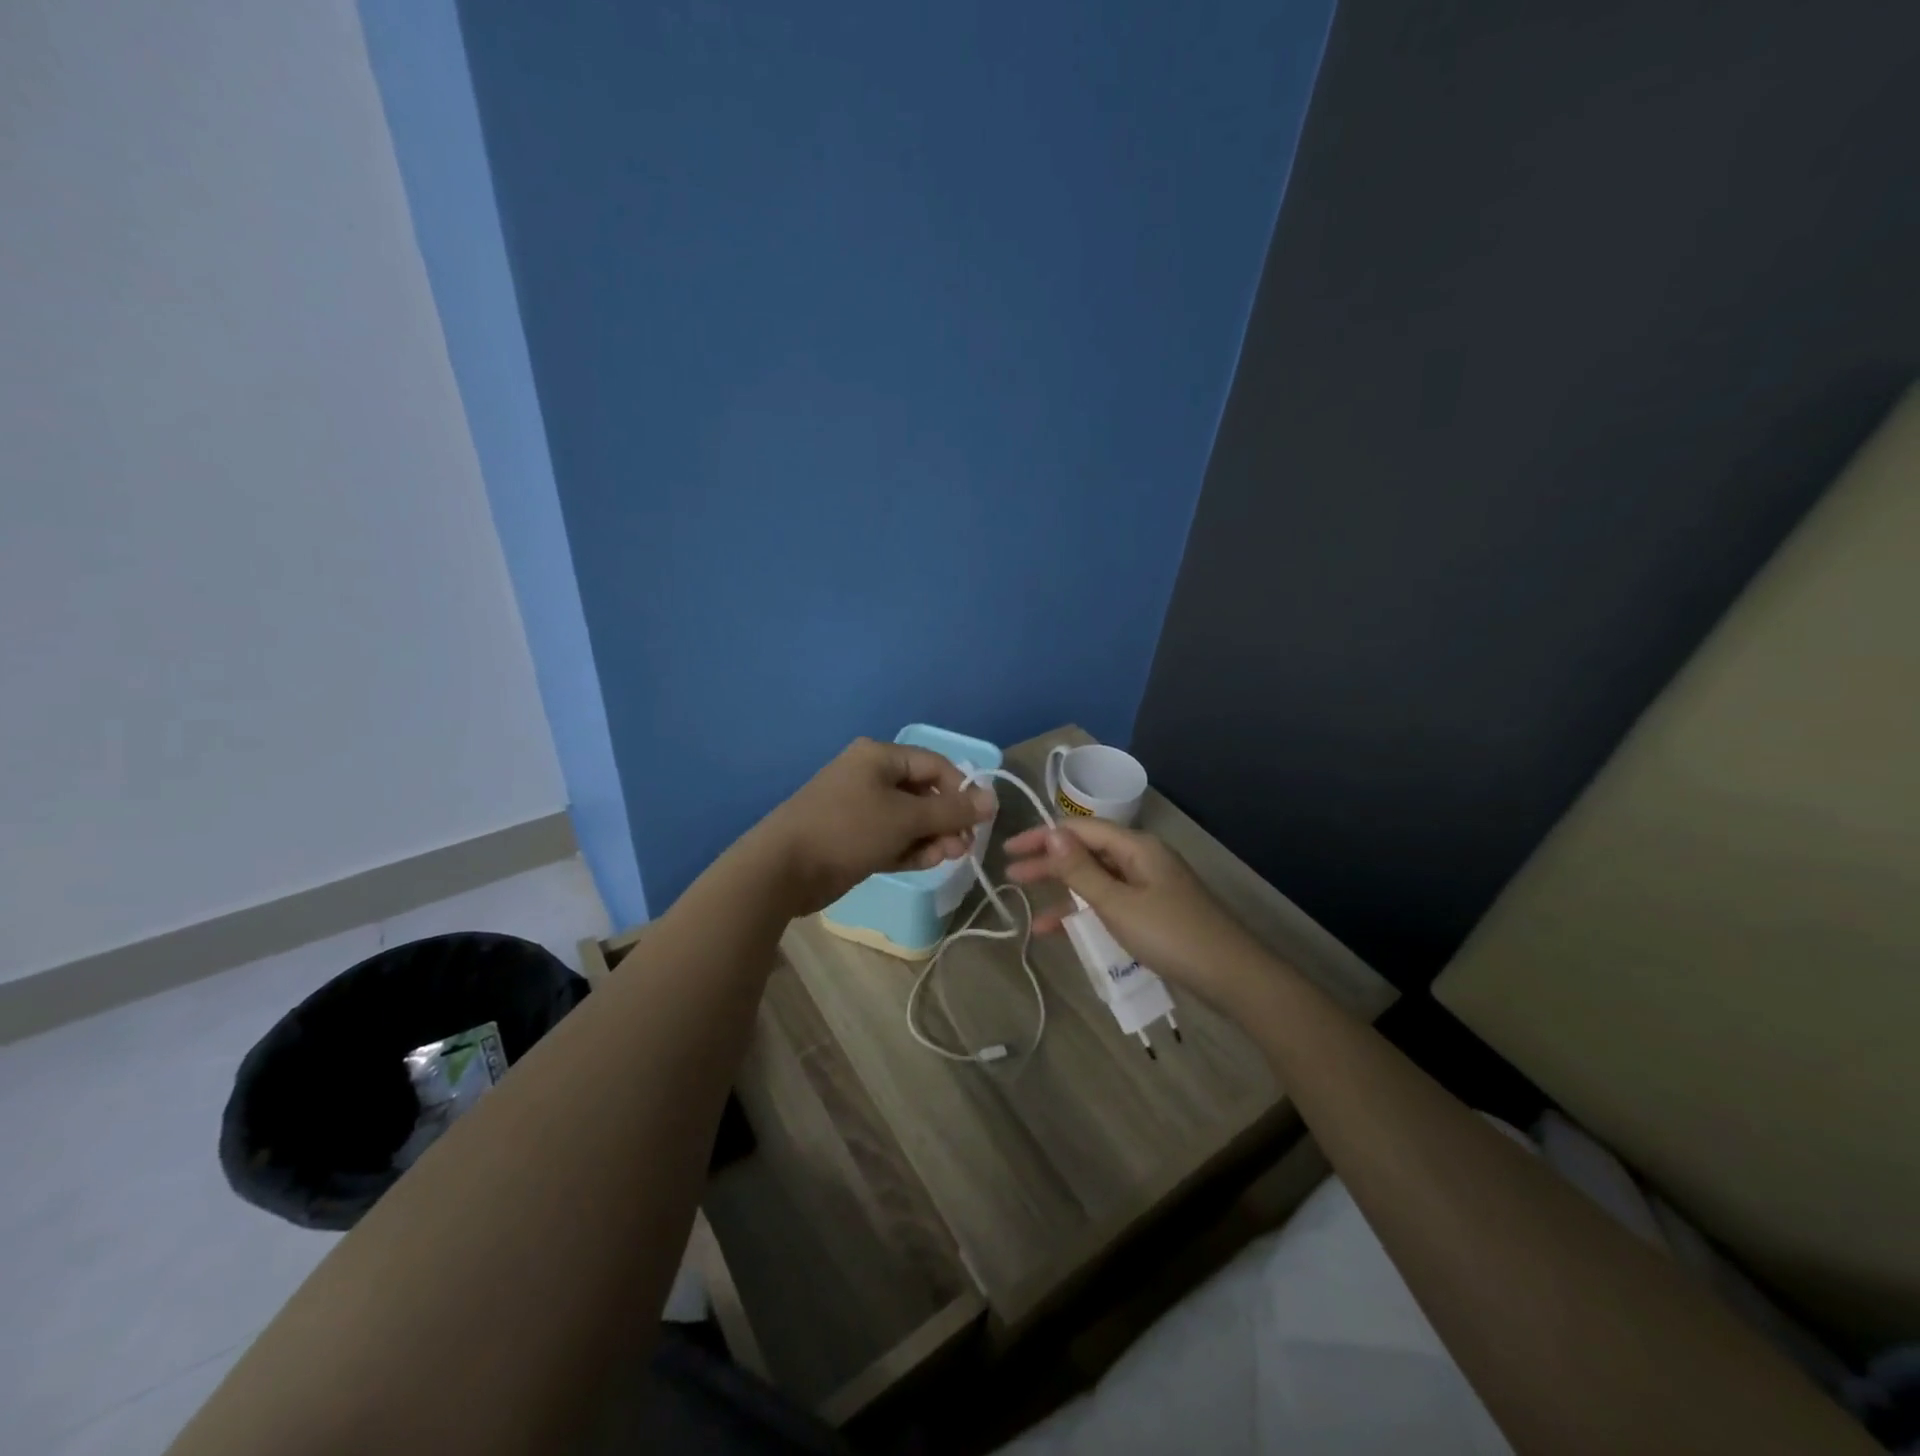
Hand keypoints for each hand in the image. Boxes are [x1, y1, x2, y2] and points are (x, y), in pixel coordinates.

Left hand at [750, 738, 996, 917]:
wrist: (783, 869)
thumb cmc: (847, 830)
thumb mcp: (905, 819)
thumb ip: (951, 811)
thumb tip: (992, 800)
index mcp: (879, 757)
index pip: (935, 765)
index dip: (961, 790)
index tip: (979, 820)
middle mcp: (870, 776)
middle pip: (923, 793)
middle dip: (946, 820)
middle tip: (962, 846)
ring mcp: (859, 808)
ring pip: (908, 819)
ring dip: (931, 837)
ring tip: (945, 858)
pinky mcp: (853, 837)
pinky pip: (891, 837)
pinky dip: (909, 848)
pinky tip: (925, 863)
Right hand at [1003, 818, 1269, 1009]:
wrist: (1232, 976)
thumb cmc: (1171, 935)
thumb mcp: (1118, 903)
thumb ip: (1081, 870)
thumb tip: (1051, 833)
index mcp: (1136, 846)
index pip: (1080, 829)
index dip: (1043, 836)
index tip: (1009, 849)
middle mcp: (1142, 858)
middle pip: (1087, 852)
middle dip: (1048, 862)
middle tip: (1011, 873)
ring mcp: (1149, 885)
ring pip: (1096, 879)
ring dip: (1063, 889)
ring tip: (1027, 902)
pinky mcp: (1153, 910)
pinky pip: (1110, 901)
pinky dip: (1085, 911)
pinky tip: (1060, 929)